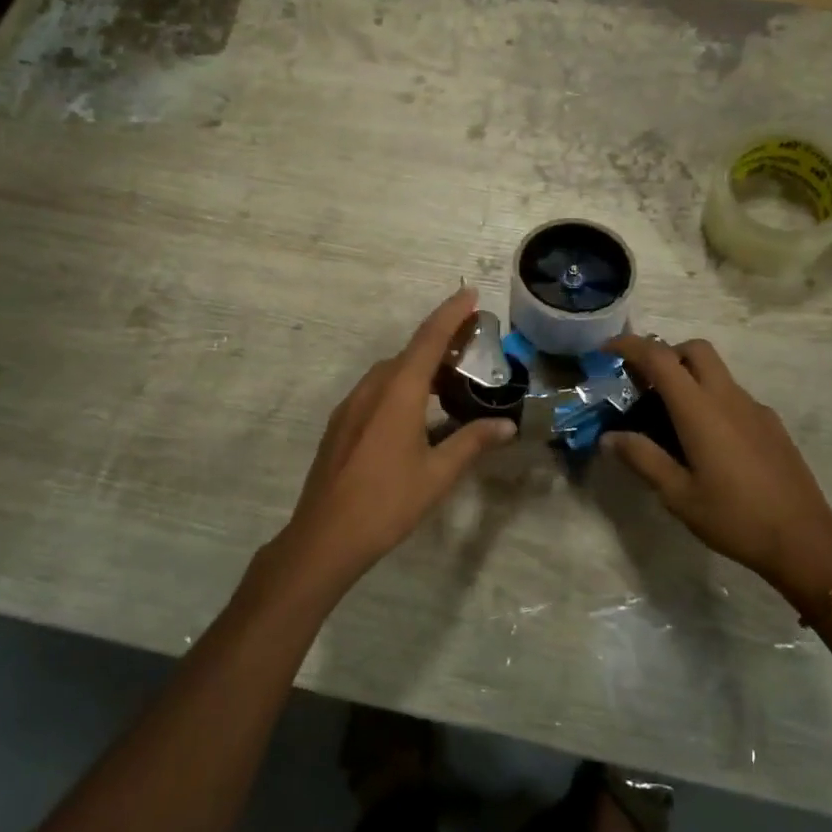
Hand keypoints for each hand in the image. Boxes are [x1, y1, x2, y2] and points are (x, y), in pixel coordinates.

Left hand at [279, 288, 515, 588]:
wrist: (325, 537)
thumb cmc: (387, 502)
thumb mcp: (438, 473)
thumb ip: (472, 442)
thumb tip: (507, 425)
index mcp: (398, 391)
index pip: (429, 339)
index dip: (450, 313)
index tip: (470, 294)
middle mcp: (372, 388)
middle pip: (409, 352)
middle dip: (440, 342)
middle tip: (471, 346)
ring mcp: (351, 405)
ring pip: (390, 372)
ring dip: (419, 366)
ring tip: (449, 380)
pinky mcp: (341, 424)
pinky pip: (376, 390)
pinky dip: (401, 385)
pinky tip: (415, 412)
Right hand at [602, 335, 831, 605]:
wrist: (804, 540)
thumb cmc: (734, 518)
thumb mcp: (678, 495)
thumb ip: (643, 459)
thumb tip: (610, 437)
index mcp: (700, 410)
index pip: (660, 358)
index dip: (630, 345)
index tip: (607, 350)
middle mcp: (728, 397)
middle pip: (695, 349)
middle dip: (665, 353)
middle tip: (644, 382)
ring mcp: (754, 408)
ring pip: (717, 371)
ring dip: (689, 376)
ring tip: (670, 417)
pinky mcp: (771, 424)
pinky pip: (733, 396)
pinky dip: (711, 399)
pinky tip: (708, 442)